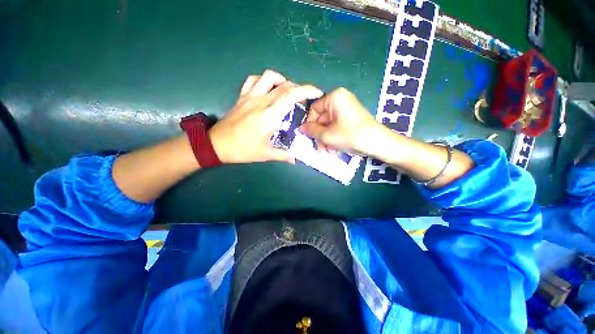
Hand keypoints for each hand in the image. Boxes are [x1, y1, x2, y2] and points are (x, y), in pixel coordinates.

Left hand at [209, 70, 323, 163]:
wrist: (217, 144)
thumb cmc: (243, 150)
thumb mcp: (266, 154)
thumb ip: (283, 155)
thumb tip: (295, 158)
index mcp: (269, 116)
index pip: (291, 95)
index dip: (307, 90)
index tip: (317, 93)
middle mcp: (261, 101)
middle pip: (284, 85)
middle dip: (299, 88)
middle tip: (304, 98)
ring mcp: (250, 96)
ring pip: (269, 76)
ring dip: (282, 80)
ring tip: (287, 91)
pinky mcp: (242, 96)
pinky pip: (253, 79)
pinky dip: (264, 80)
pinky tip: (268, 89)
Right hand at [299, 88, 381, 155]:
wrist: (377, 143)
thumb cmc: (350, 136)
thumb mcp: (327, 135)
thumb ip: (311, 130)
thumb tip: (300, 128)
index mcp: (334, 97)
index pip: (314, 109)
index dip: (310, 124)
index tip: (308, 136)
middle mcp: (340, 99)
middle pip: (322, 118)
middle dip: (319, 135)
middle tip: (319, 148)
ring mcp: (346, 108)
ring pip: (329, 124)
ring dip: (326, 139)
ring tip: (327, 151)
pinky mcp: (351, 117)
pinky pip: (336, 126)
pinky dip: (333, 137)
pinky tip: (334, 149)